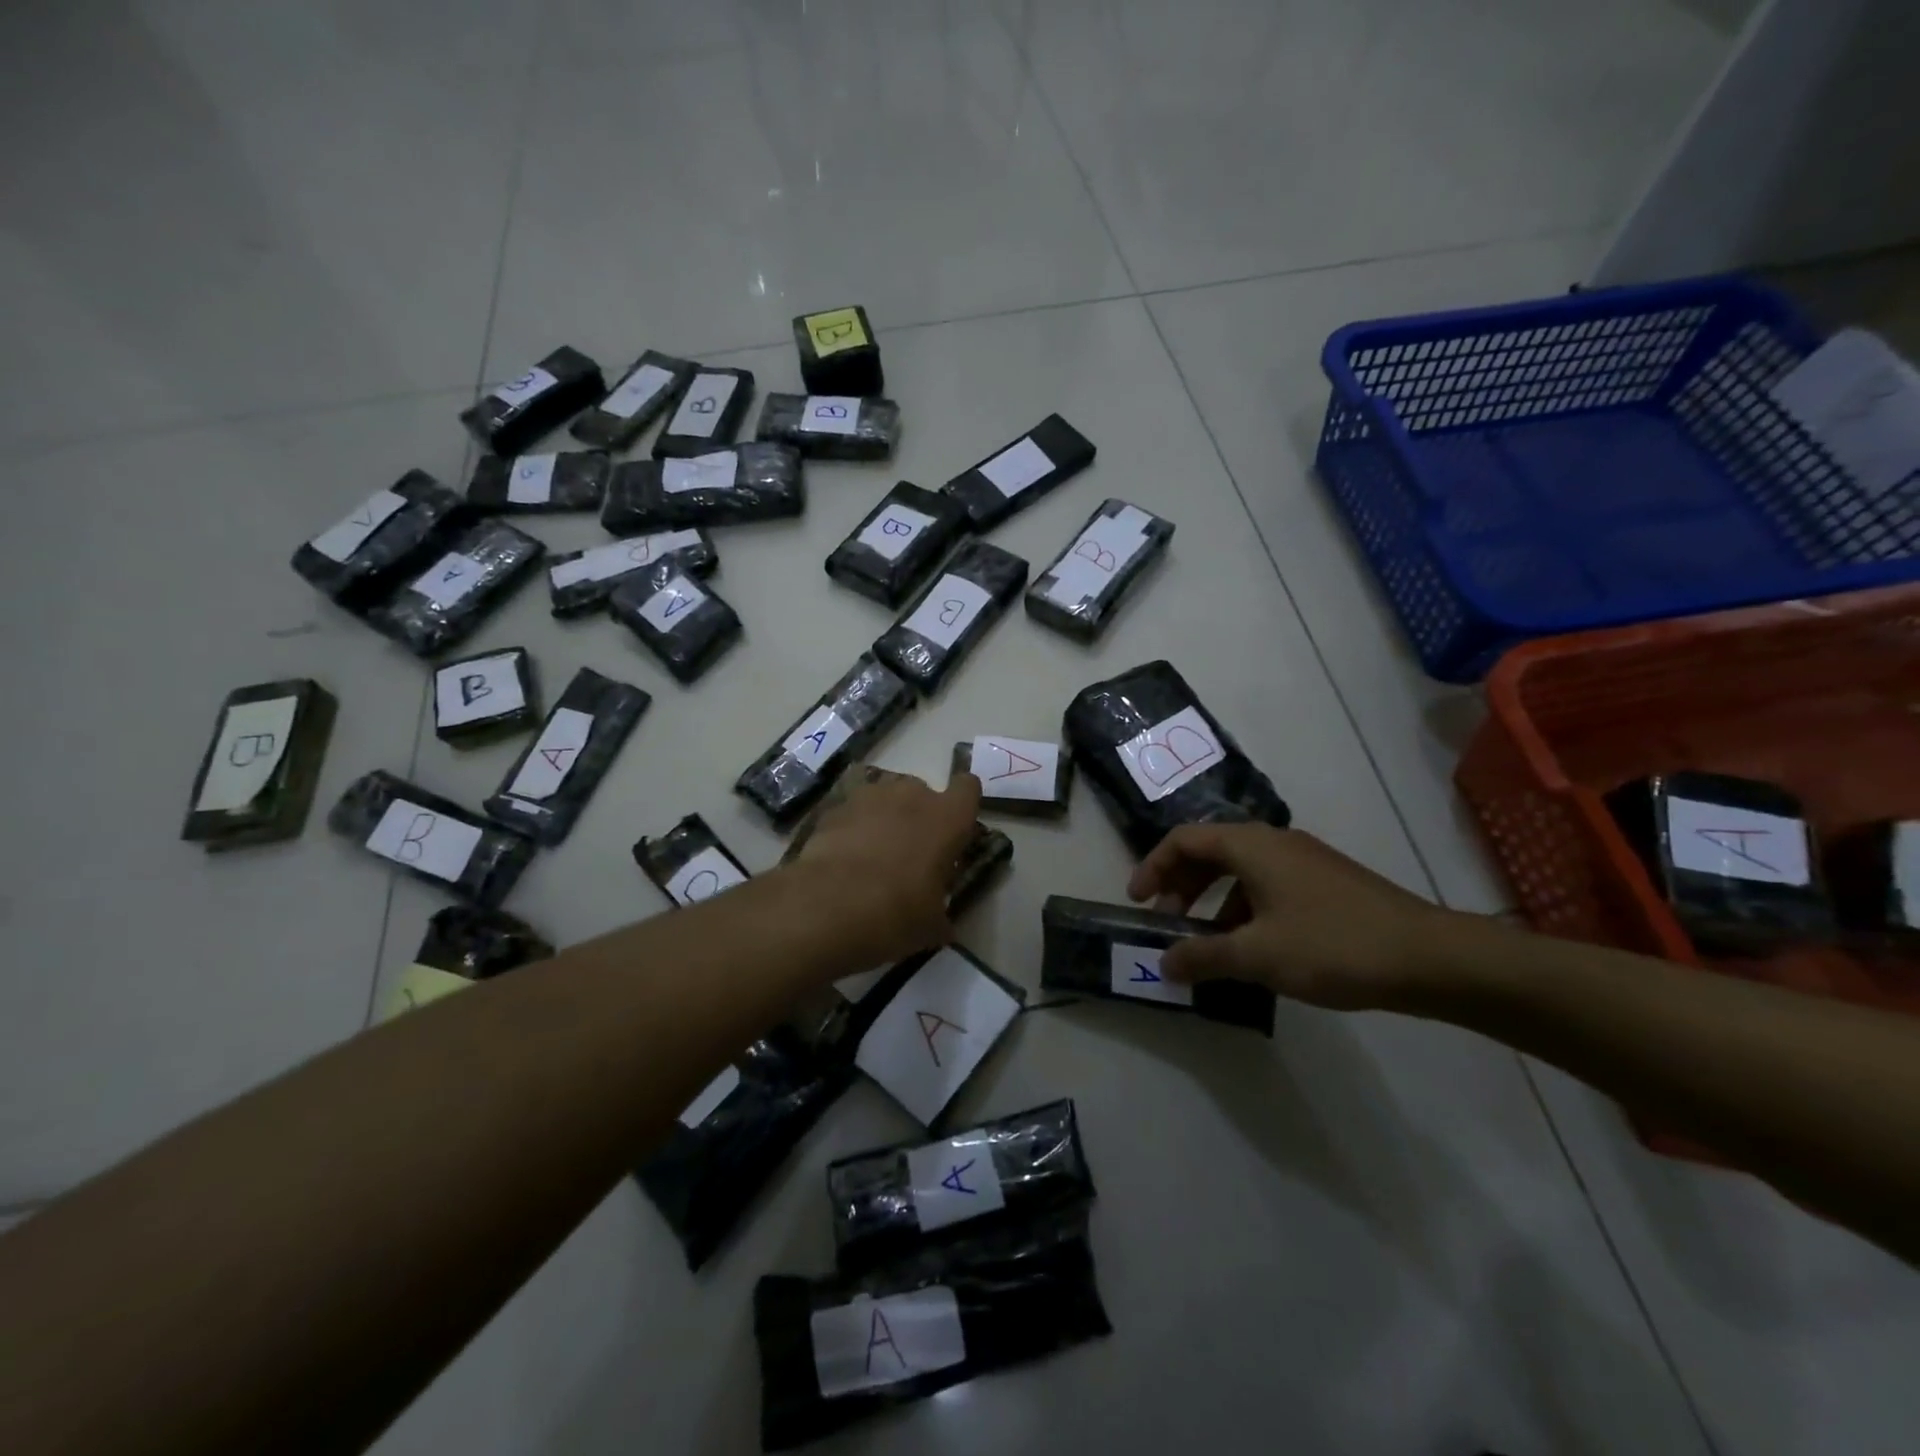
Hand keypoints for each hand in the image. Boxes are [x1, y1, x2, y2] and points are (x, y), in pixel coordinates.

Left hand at [793, 768, 982, 966]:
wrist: (828, 907)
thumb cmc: (896, 913)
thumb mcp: (932, 925)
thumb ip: (941, 913)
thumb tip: (941, 925)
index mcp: (948, 818)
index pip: (968, 788)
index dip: (962, 805)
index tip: (955, 828)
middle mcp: (912, 795)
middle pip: (922, 792)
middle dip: (917, 816)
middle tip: (910, 854)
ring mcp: (869, 796)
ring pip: (884, 798)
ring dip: (883, 819)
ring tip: (872, 856)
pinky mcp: (834, 807)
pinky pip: (852, 813)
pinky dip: (851, 830)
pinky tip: (842, 861)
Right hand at [1127, 824, 1460, 1010]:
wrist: (1430, 958)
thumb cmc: (1332, 946)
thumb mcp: (1257, 955)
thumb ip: (1203, 956)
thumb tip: (1164, 963)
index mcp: (1252, 845)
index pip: (1184, 840)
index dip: (1153, 867)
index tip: (1136, 902)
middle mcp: (1274, 842)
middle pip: (1210, 853)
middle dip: (1180, 887)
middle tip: (1166, 925)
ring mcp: (1304, 862)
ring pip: (1240, 872)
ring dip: (1212, 903)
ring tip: (1206, 945)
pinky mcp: (1325, 885)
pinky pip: (1267, 887)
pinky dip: (1244, 911)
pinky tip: (1250, 950)